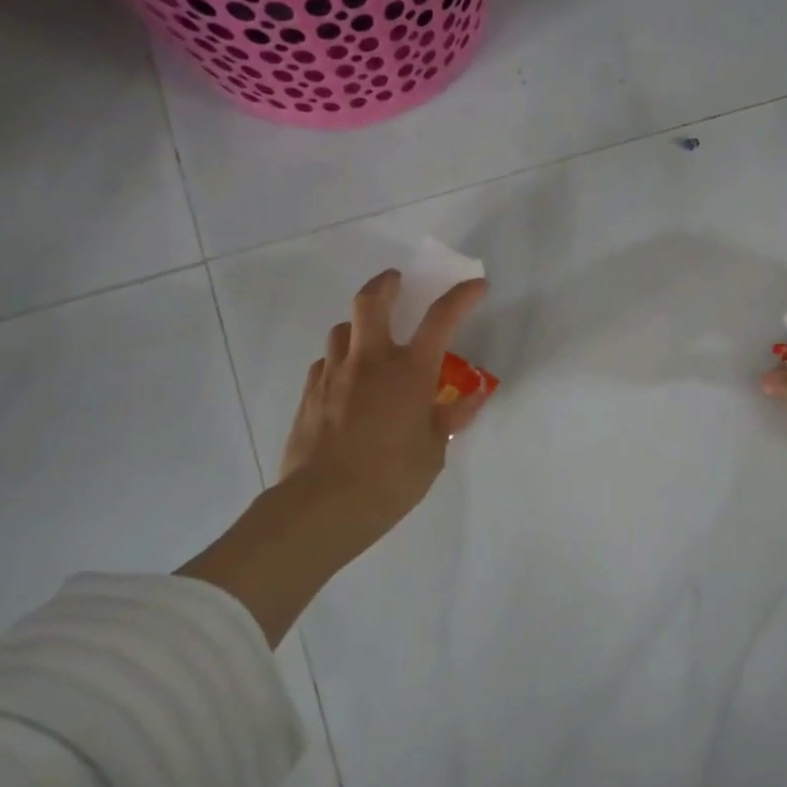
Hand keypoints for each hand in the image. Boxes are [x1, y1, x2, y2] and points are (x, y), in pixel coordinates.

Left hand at [179, 269, 489, 643]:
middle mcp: (370, 362)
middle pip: (372, 302)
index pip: (441, 319)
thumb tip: (469, 399)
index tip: (476, 284)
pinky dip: (340, 362)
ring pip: (342, 329)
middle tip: (397, 282)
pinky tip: (346, 383)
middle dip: (387, 284)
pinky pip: (325, 363)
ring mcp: (334, 375)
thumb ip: (449, 419)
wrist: (325, 504)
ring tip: (370, 340)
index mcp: (409, 372)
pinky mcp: (309, 394)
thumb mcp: (433, 451)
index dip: (461, 296)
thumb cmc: (391, 478)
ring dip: (359, 326)